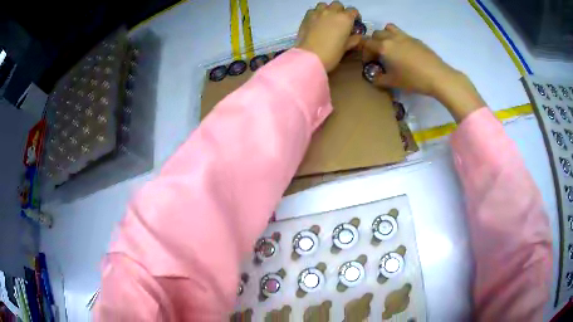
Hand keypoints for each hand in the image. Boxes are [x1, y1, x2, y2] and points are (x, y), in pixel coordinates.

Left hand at [297, 1, 361, 71]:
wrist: (310, 57)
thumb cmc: (332, 53)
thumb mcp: (346, 47)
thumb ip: (354, 39)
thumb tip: (358, 36)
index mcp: (345, 18)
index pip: (353, 11)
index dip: (355, 16)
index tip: (354, 22)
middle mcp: (332, 12)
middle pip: (338, 5)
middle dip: (341, 11)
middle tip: (340, 21)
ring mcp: (318, 12)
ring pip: (325, 5)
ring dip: (328, 9)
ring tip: (327, 19)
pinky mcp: (307, 16)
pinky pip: (313, 10)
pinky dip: (316, 13)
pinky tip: (316, 22)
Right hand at [363, 24, 484, 121]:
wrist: (437, 76)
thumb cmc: (413, 79)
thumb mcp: (394, 82)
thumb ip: (380, 80)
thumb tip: (373, 78)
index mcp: (384, 47)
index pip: (366, 44)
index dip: (364, 53)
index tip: (369, 63)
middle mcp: (392, 38)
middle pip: (376, 34)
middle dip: (373, 43)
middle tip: (378, 56)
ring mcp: (405, 36)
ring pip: (388, 28)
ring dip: (385, 35)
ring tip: (390, 48)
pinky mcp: (415, 39)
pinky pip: (402, 34)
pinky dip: (398, 39)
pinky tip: (405, 53)